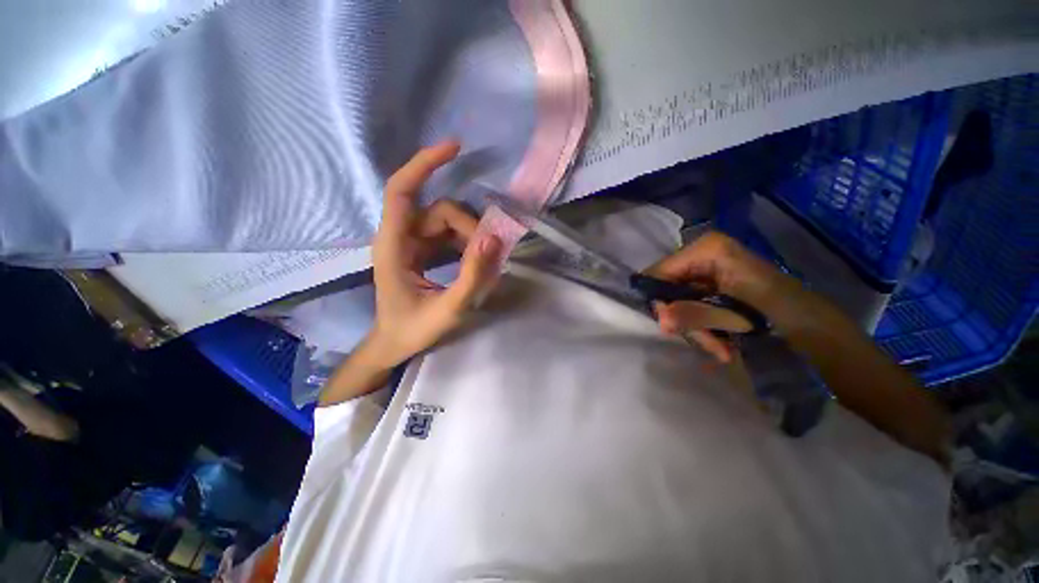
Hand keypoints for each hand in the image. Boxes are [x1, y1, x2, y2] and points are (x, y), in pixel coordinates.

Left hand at [365, 141, 502, 369]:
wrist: (394, 344)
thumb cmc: (414, 330)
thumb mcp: (449, 309)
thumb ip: (473, 276)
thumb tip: (494, 238)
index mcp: (393, 246)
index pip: (402, 191)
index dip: (425, 164)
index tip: (455, 148)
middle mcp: (400, 237)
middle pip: (439, 211)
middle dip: (468, 229)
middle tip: (487, 257)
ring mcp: (411, 243)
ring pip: (447, 222)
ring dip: (470, 238)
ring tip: (483, 264)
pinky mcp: (422, 251)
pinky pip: (449, 235)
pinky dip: (466, 243)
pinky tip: (476, 260)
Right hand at [646, 231, 796, 361]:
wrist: (815, 325)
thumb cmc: (783, 312)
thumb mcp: (736, 313)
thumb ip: (696, 314)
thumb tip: (661, 321)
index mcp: (706, 250)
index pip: (657, 273)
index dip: (659, 301)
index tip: (672, 327)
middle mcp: (701, 255)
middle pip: (667, 289)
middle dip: (683, 320)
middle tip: (707, 343)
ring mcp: (705, 271)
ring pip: (677, 302)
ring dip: (695, 329)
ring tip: (720, 350)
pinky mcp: (710, 286)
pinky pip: (690, 308)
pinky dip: (702, 328)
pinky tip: (721, 344)